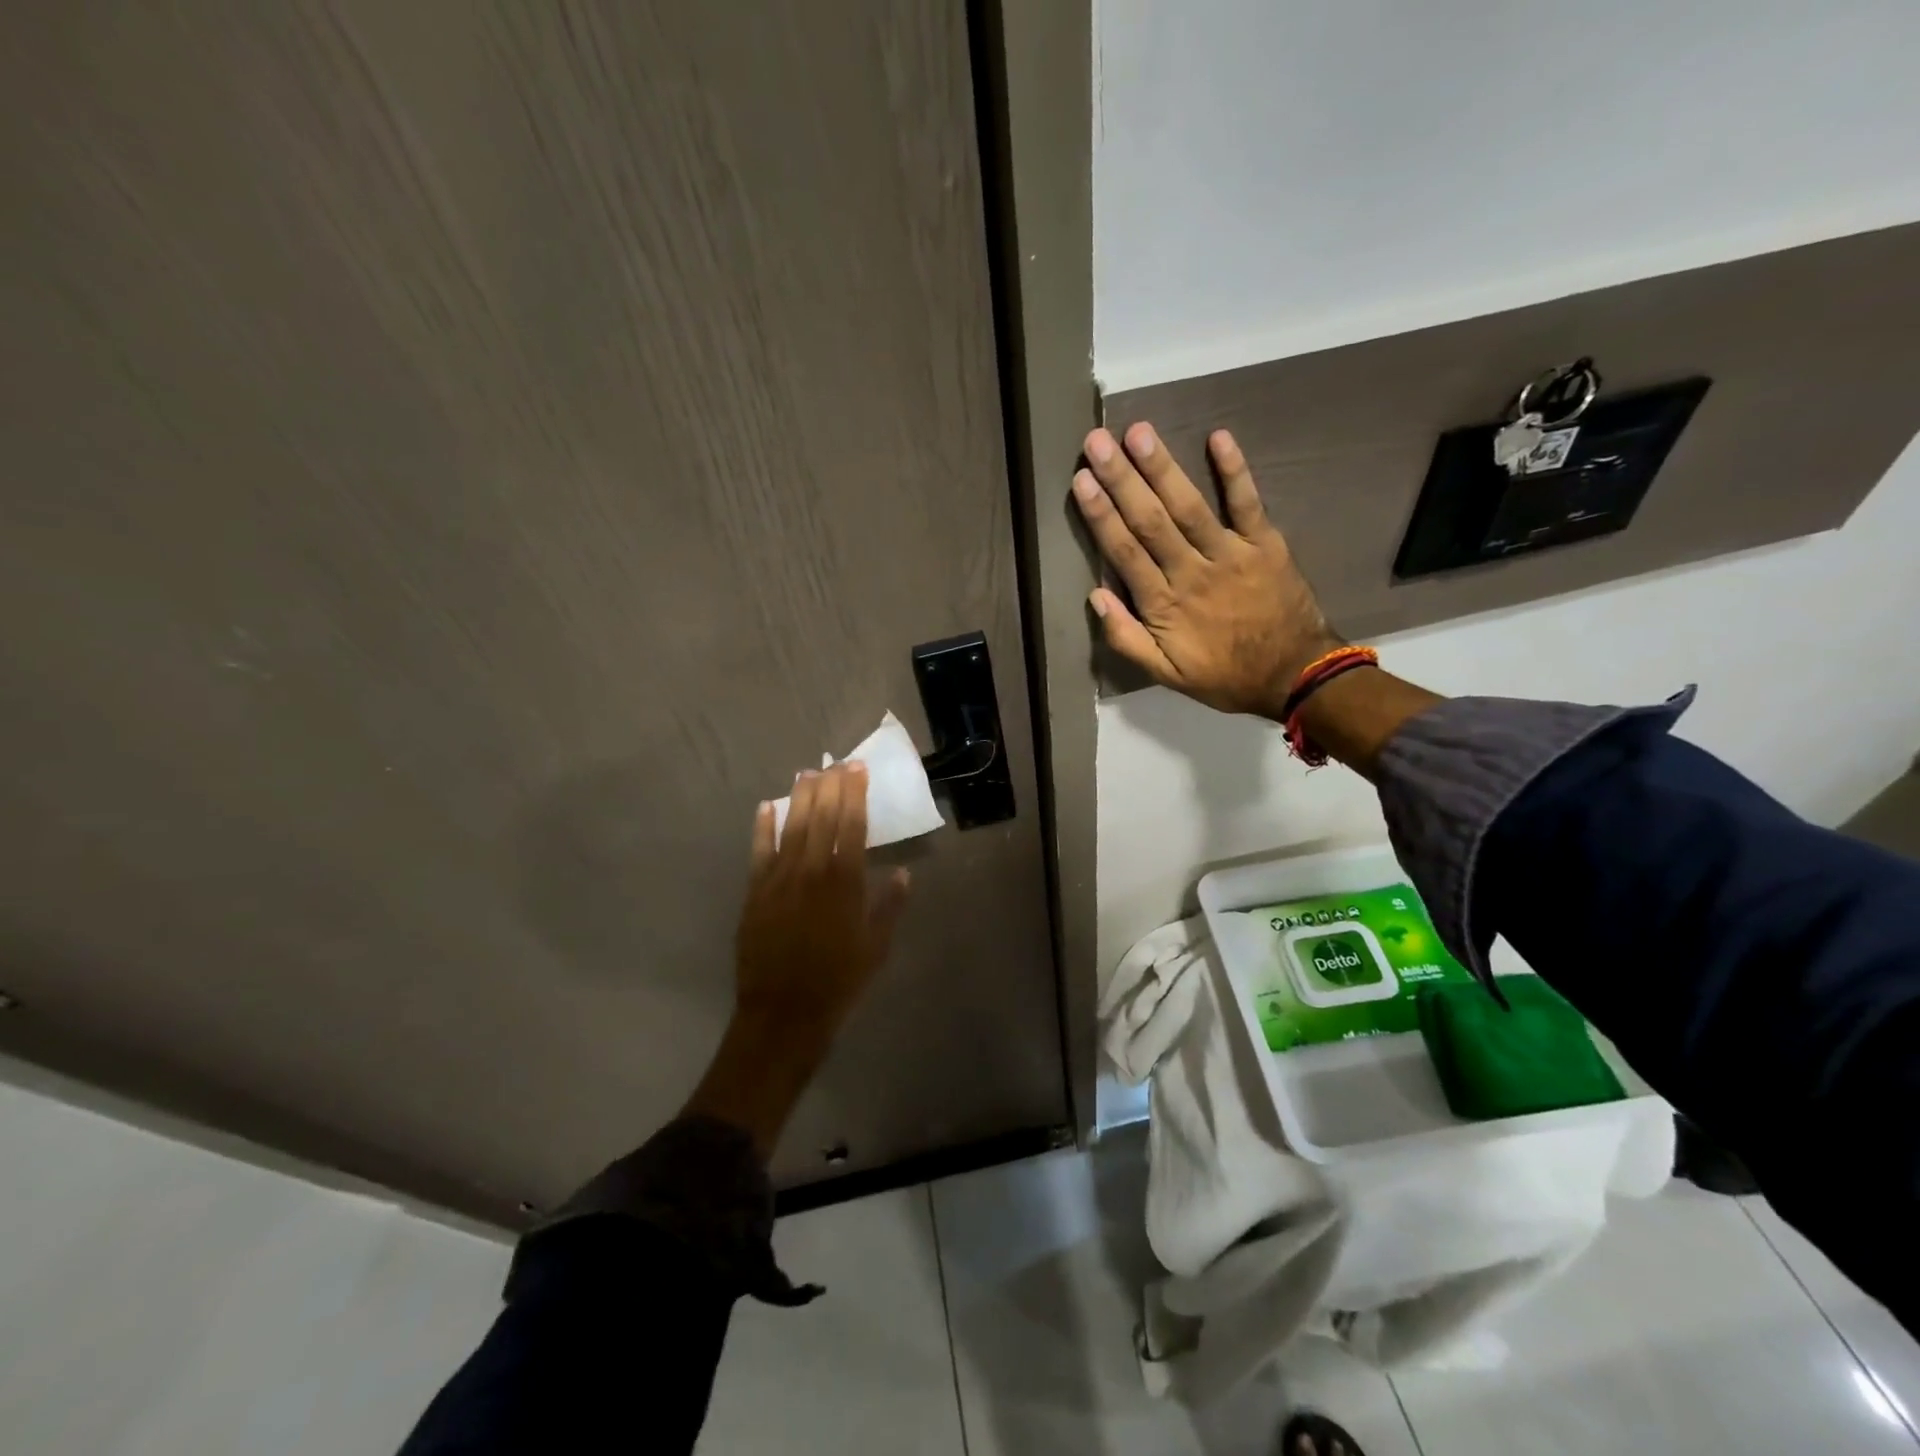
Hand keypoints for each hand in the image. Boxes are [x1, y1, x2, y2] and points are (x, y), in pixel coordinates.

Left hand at [734, 762, 911, 1037]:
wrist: (784, 1013)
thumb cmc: (839, 981)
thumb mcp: (876, 947)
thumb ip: (889, 906)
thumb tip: (901, 872)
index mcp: (845, 883)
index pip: (852, 825)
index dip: (855, 794)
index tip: (858, 769)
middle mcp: (812, 872)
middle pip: (821, 818)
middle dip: (830, 786)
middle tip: (836, 762)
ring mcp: (779, 880)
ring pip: (791, 828)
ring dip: (799, 798)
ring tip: (807, 773)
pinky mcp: (755, 893)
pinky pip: (759, 852)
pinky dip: (762, 828)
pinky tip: (765, 808)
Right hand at [1073, 424, 1339, 718]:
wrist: (1294, 675)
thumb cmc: (1224, 675)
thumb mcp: (1166, 674)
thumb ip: (1127, 639)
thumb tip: (1095, 597)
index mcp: (1165, 605)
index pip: (1125, 552)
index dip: (1102, 515)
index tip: (1081, 481)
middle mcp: (1193, 572)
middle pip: (1151, 521)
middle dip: (1122, 479)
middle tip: (1098, 441)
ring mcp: (1231, 554)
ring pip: (1190, 506)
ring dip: (1163, 468)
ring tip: (1139, 432)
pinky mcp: (1266, 544)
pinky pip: (1248, 503)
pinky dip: (1234, 471)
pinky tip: (1217, 437)